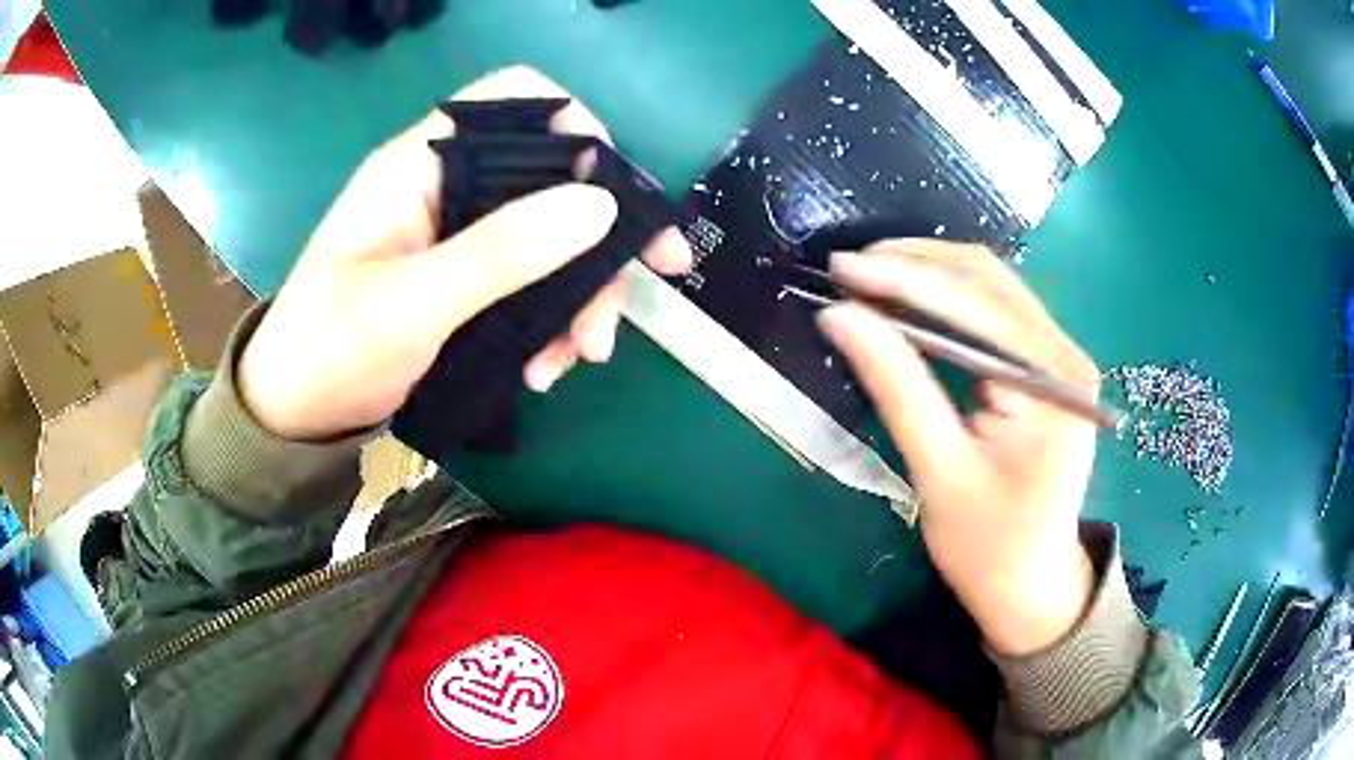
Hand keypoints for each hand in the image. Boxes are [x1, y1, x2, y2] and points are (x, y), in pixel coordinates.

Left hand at [238, 66, 690, 439]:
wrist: (296, 414)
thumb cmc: (332, 350)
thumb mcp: (413, 305)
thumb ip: (501, 251)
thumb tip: (599, 204)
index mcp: (422, 164)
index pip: (515, 99)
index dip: (575, 125)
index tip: (612, 191)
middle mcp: (447, 185)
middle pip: (549, 176)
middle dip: (596, 239)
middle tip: (634, 296)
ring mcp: (457, 233)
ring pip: (548, 235)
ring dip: (579, 293)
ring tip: (580, 357)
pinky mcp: (463, 277)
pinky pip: (530, 279)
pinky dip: (551, 319)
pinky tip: (546, 367)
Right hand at [818, 240, 1096, 655]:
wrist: (1032, 585)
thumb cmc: (988, 547)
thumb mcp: (939, 473)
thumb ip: (896, 387)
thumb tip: (840, 316)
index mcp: (1053, 387)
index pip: (976, 307)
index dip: (904, 279)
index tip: (841, 269)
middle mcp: (1066, 357)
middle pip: (989, 281)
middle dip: (915, 265)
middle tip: (848, 268)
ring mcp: (1060, 358)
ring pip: (992, 287)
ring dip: (929, 273)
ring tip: (870, 276)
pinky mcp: (1045, 368)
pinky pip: (995, 312)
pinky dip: (947, 299)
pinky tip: (908, 300)